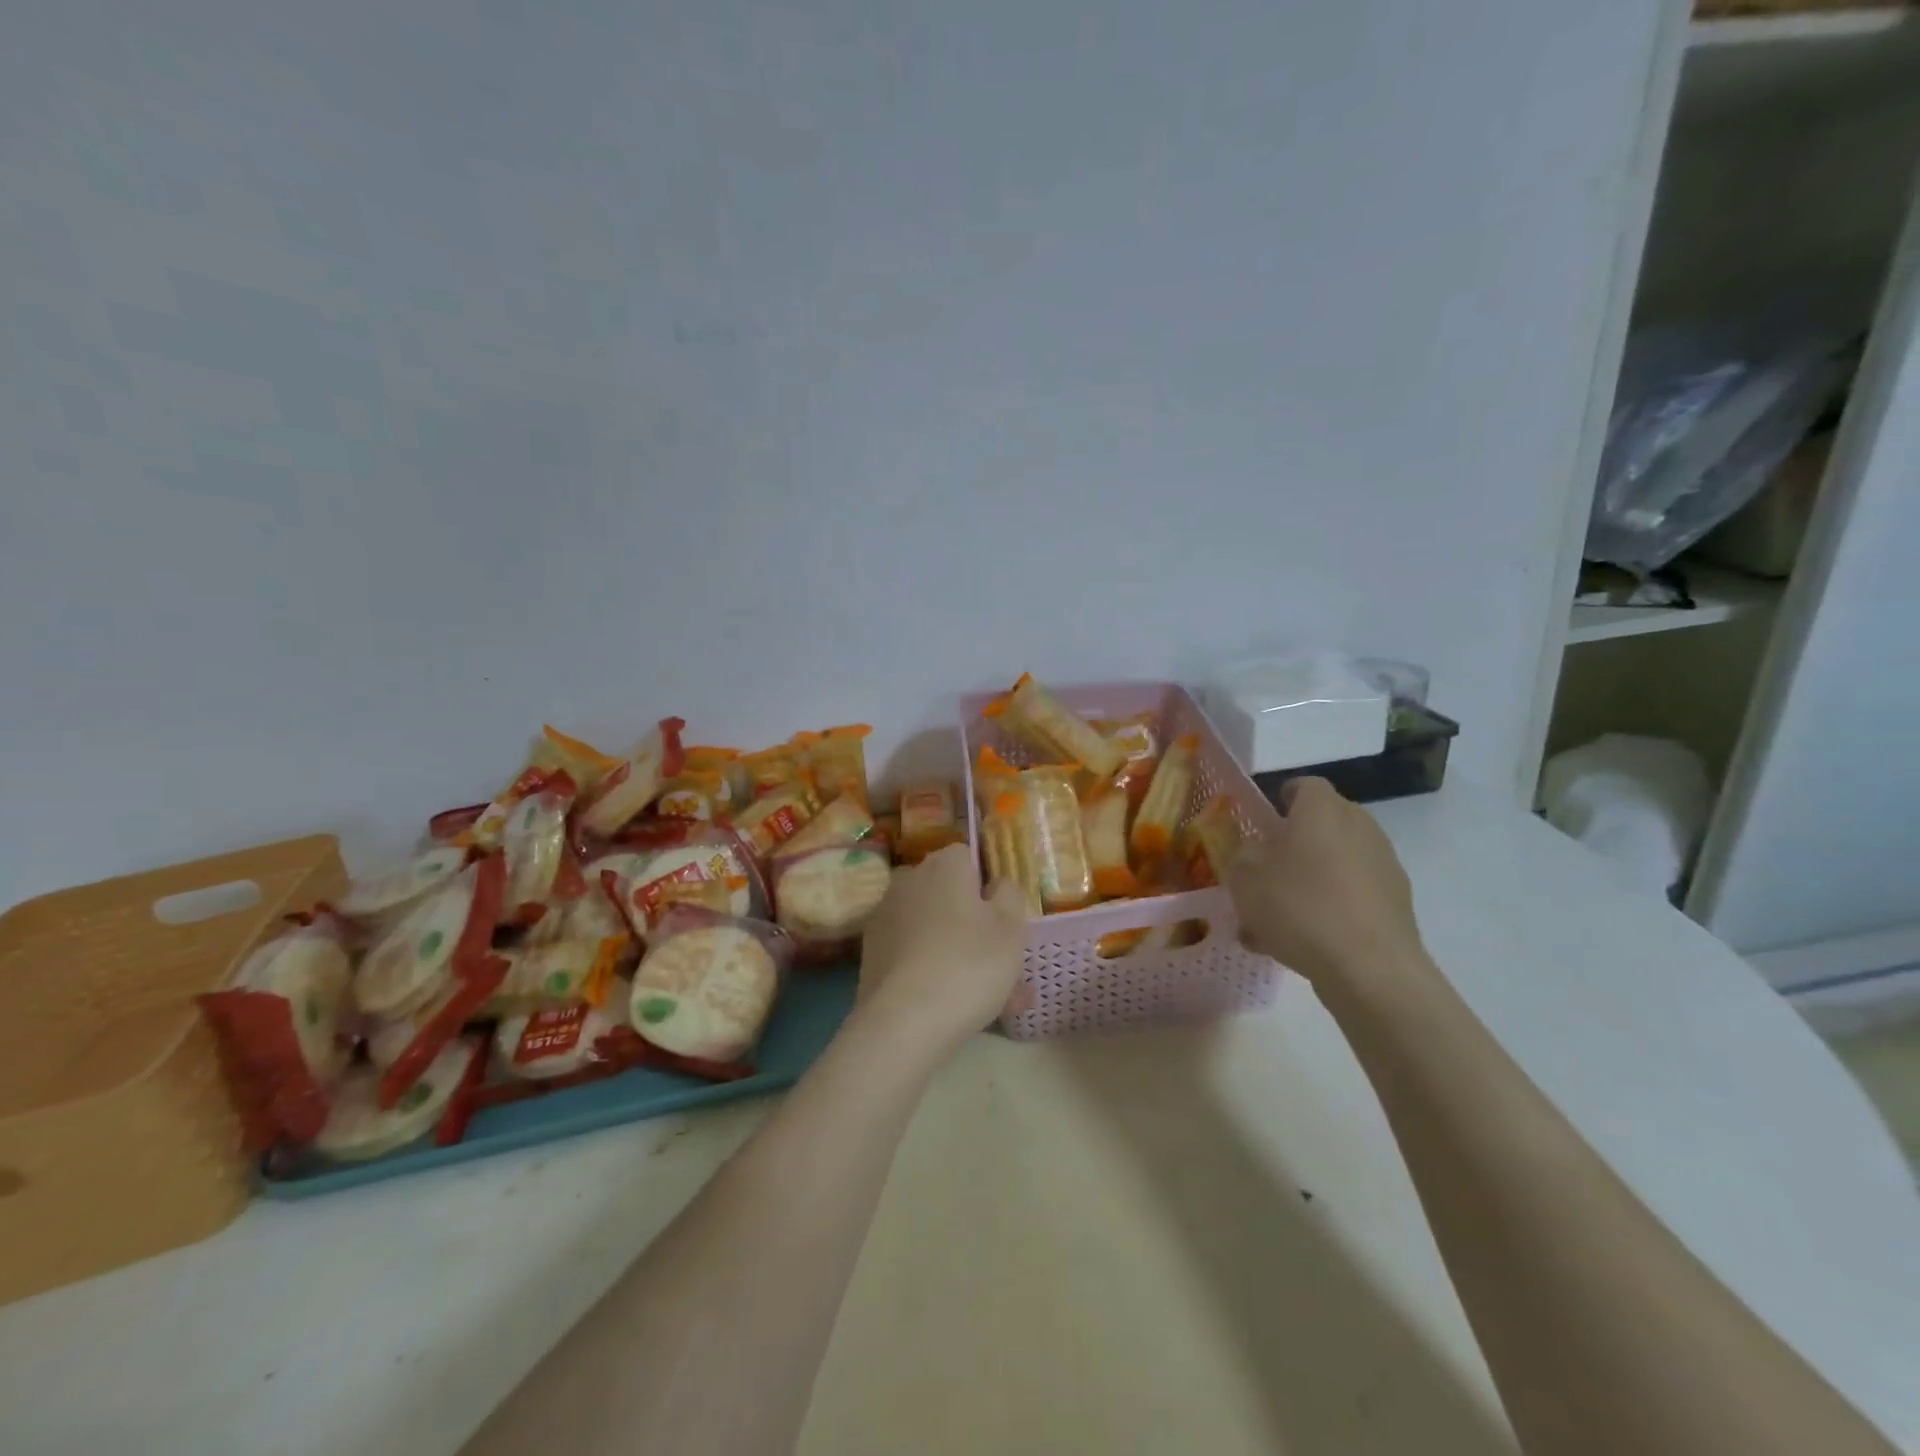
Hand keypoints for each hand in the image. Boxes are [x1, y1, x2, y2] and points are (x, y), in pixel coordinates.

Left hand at [855, 843, 1026, 1059]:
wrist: (903, 1022)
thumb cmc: (968, 965)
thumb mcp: (1011, 928)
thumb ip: (1009, 895)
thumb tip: (995, 884)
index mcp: (944, 864)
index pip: (969, 858)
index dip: (988, 887)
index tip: (1003, 922)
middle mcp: (909, 879)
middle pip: (948, 894)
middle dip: (973, 923)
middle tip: (1000, 966)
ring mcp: (885, 915)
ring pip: (933, 927)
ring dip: (955, 950)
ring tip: (984, 997)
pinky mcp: (871, 951)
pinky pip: (912, 951)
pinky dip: (930, 969)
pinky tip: (949, 1004)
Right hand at [1226, 777, 1431, 1002]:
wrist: (1370, 969)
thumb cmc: (1300, 907)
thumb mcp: (1244, 878)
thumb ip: (1241, 855)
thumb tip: (1253, 851)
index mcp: (1323, 809)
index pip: (1303, 785)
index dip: (1281, 799)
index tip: (1262, 821)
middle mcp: (1360, 826)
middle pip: (1322, 823)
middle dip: (1294, 842)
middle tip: (1266, 870)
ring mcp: (1383, 865)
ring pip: (1335, 863)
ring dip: (1309, 879)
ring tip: (1277, 918)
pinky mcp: (1396, 903)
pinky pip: (1351, 895)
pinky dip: (1329, 908)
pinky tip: (1302, 942)